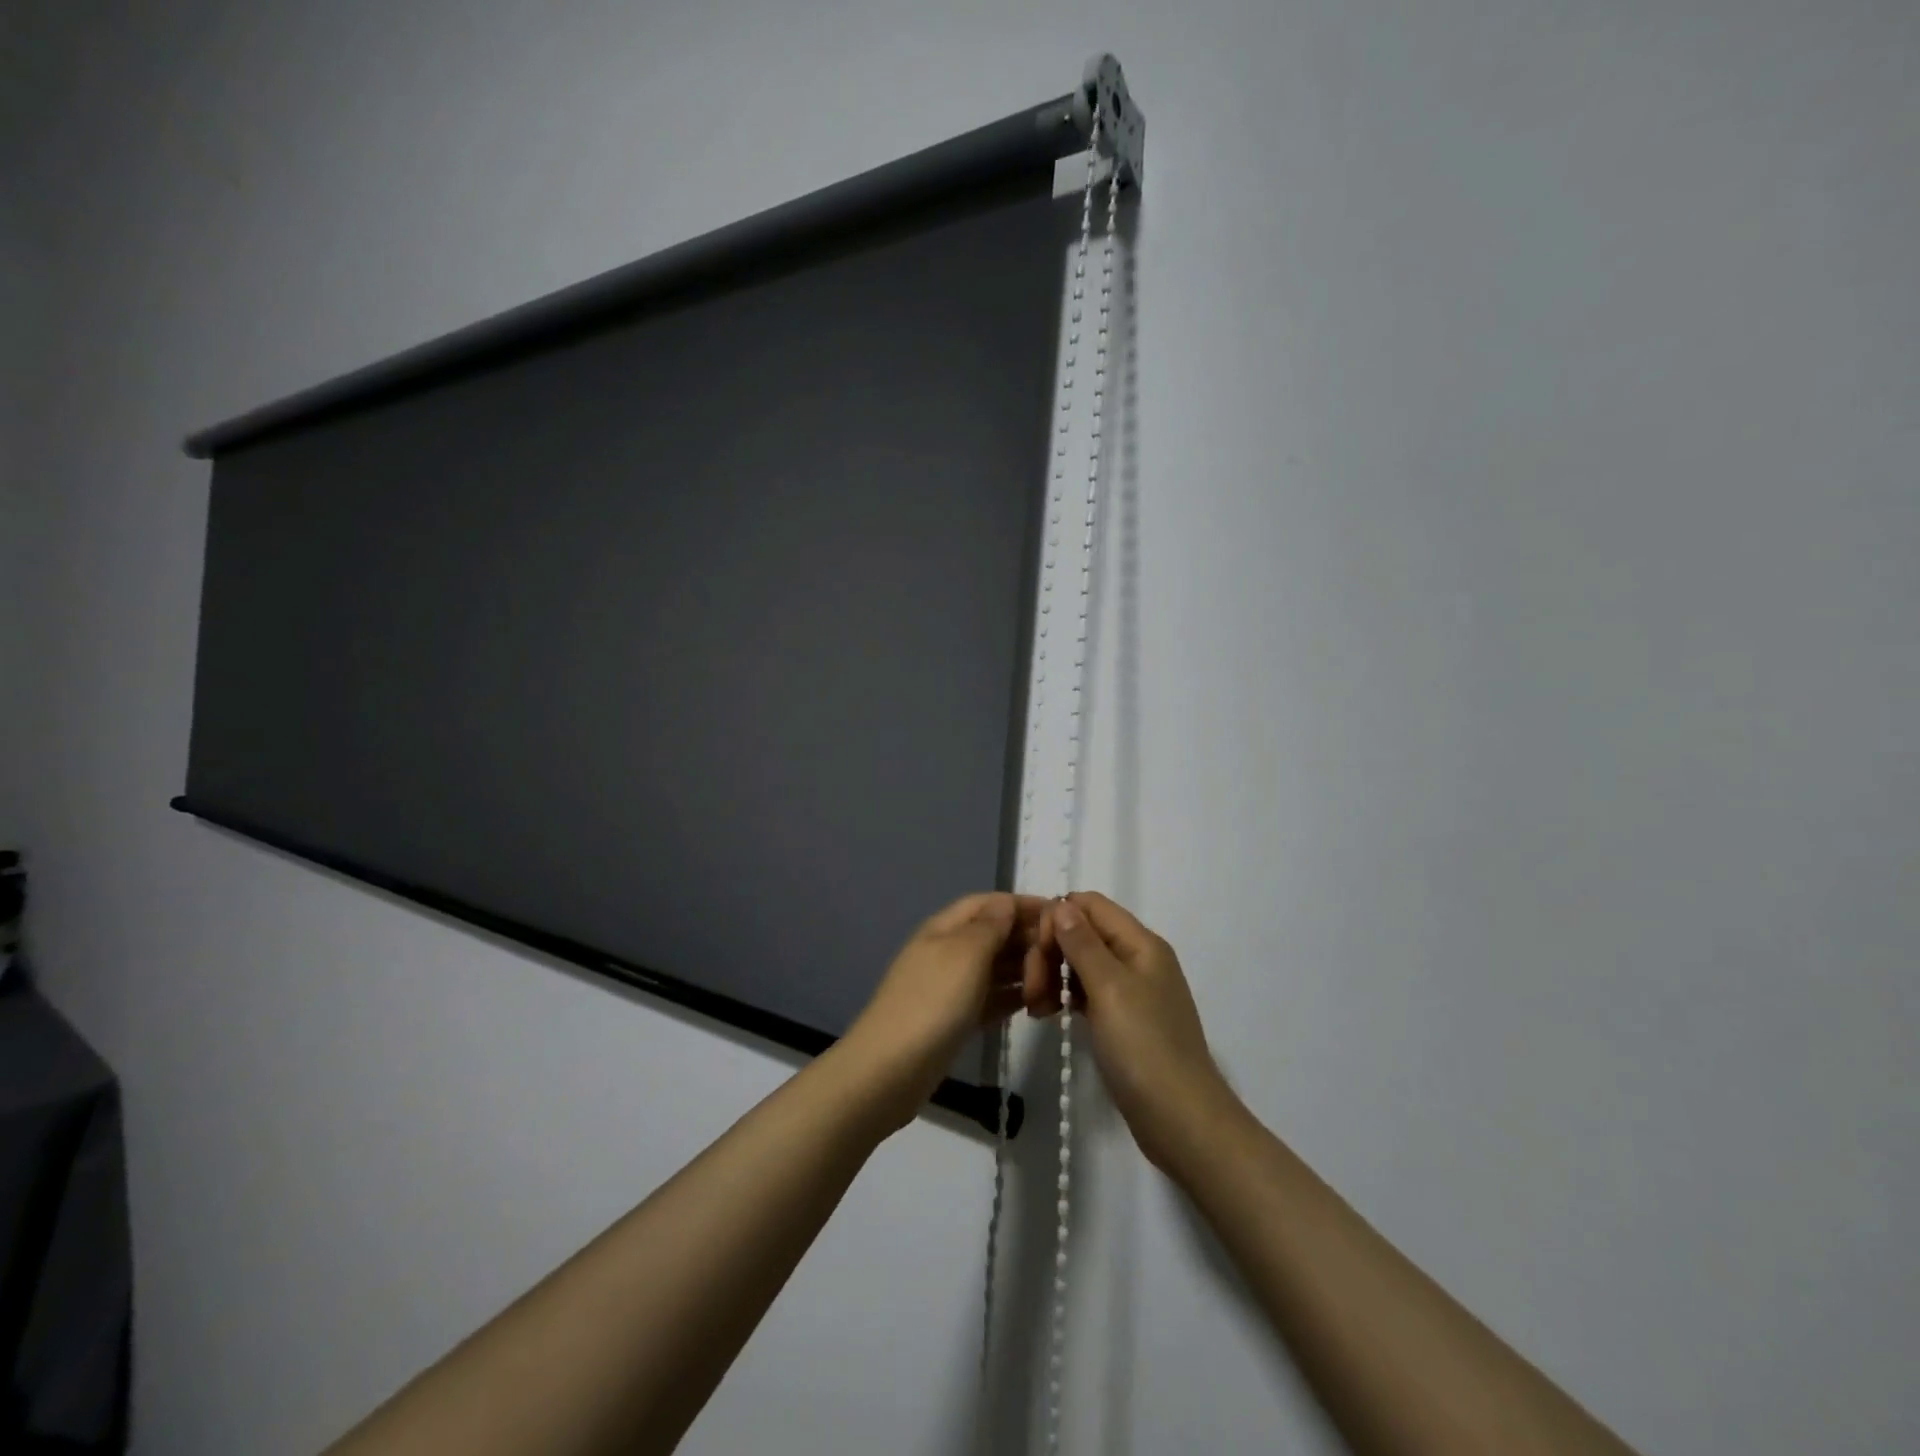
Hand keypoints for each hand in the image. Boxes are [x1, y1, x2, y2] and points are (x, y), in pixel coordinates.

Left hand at [844, 893, 1051, 1127]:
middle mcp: (947, 951)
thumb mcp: (965, 954)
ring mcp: (949, 987)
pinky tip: (1036, 1004)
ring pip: (994, 968)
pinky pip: (990, 998)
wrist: (890, 1069)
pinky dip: (1012, 997)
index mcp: (945, 928)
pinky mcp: (954, 1019)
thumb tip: (1006, 903)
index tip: (1060, 914)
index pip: (988, 903)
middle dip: (1026, 938)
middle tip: (1065, 953)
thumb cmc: (932, 1002)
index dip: (1021, 904)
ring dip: (1023, 969)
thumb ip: (990, 926)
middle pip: (992, 934)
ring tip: (1058, 979)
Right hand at [1039, 892, 1242, 1173]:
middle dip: (1052, 952)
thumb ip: (1083, 943)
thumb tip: (1062, 904)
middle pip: (1083, 932)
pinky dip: (1065, 997)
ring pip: (1081, 963)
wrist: (1182, 1121)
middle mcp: (1137, 958)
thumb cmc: (1144, 1048)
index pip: (1090, 904)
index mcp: (1141, 943)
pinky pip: (1087, 992)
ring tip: (1035, 1007)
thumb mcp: (1110, 989)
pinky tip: (1047, 1015)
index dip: (1058, 918)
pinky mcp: (1122, 1020)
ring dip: (1053, 976)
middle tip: (1031, 990)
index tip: (1036, 951)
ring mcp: (1131, 991)